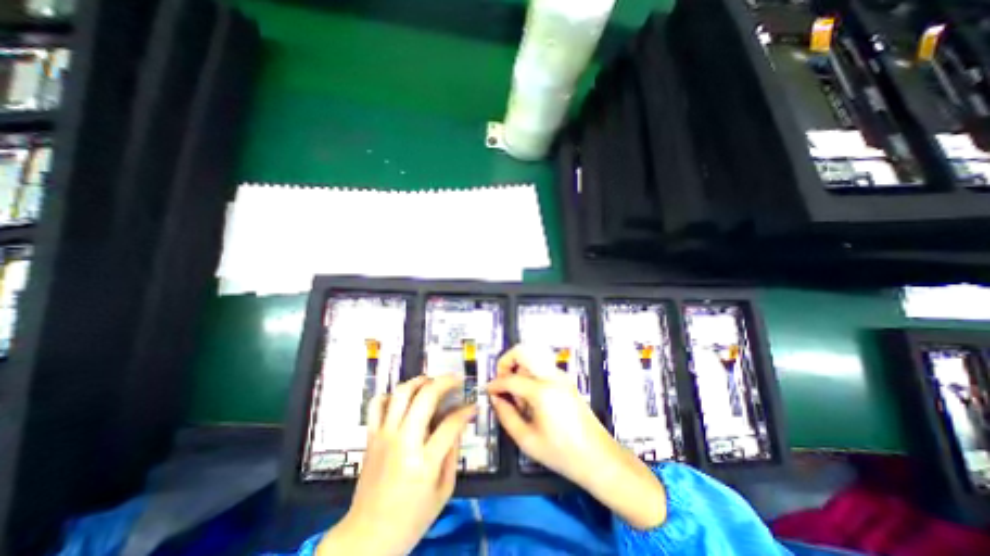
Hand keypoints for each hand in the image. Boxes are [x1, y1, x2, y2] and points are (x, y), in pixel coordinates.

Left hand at [315, 376, 473, 552]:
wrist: (367, 538)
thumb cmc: (412, 518)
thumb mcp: (444, 490)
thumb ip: (453, 452)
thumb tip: (459, 422)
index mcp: (424, 462)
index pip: (451, 423)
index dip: (466, 410)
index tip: (473, 405)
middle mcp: (403, 442)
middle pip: (426, 396)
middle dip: (446, 382)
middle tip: (456, 380)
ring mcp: (384, 436)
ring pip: (401, 393)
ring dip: (419, 381)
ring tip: (432, 382)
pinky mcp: (371, 437)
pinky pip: (376, 404)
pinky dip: (390, 395)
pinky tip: (402, 400)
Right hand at [486, 343, 663, 529]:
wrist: (598, 457)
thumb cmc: (563, 453)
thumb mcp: (527, 440)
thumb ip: (506, 416)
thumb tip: (495, 398)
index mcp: (542, 392)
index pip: (510, 378)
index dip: (495, 384)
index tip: (488, 391)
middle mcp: (552, 376)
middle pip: (523, 351)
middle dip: (506, 361)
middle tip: (502, 381)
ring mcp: (561, 376)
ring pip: (532, 356)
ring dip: (519, 368)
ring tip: (518, 395)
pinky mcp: (565, 380)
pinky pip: (541, 367)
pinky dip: (530, 374)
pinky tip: (531, 398)